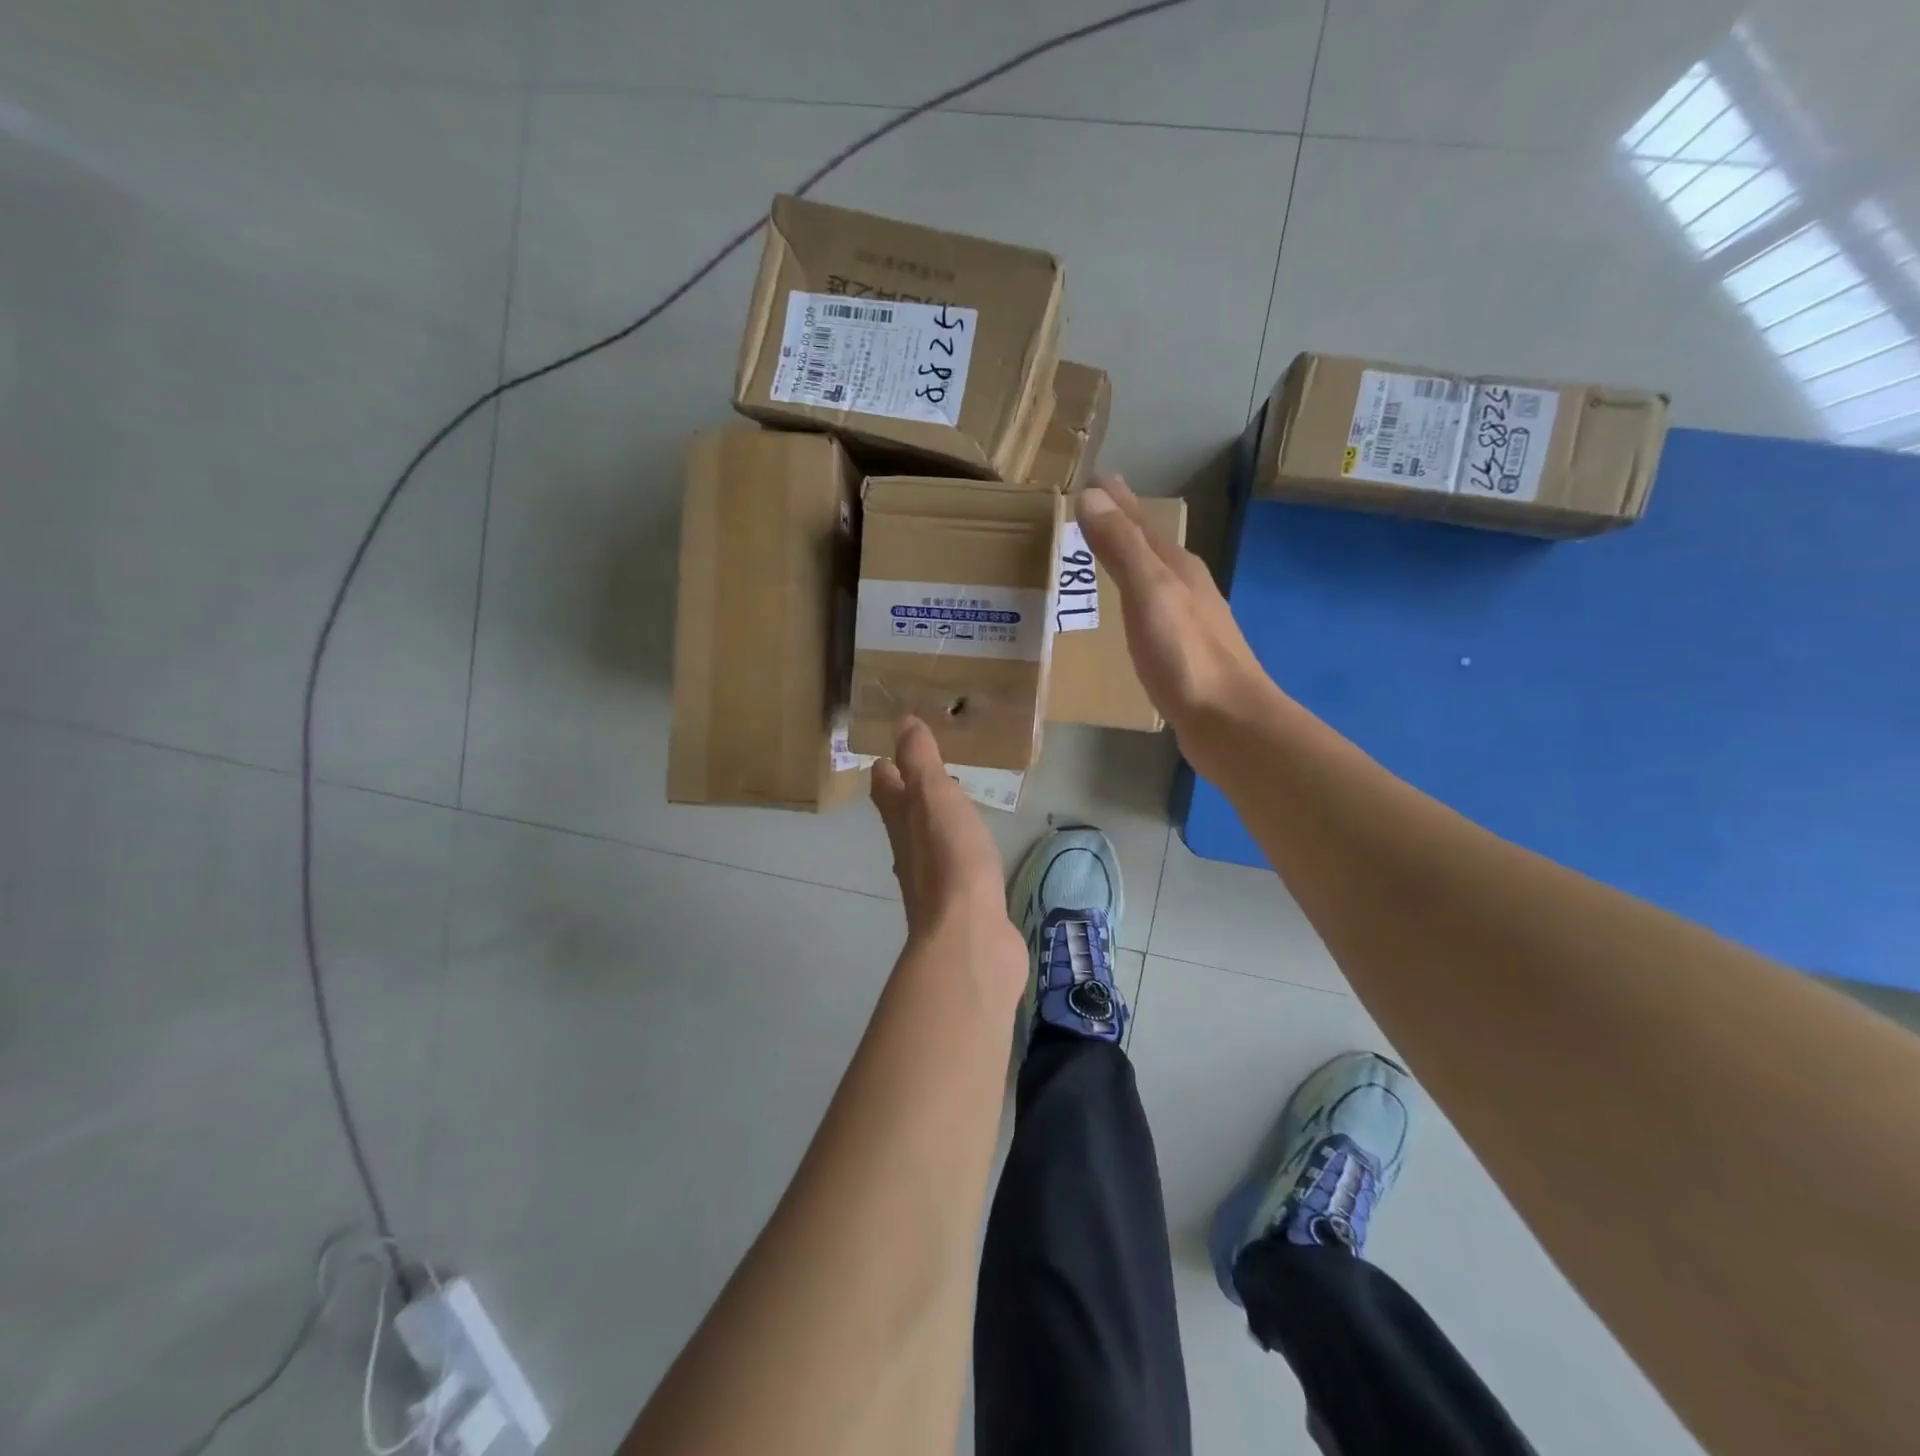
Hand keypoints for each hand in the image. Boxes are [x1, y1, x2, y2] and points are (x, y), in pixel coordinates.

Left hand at [872, 718, 1022, 973]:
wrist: (969, 937)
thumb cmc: (951, 859)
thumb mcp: (934, 796)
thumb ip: (920, 760)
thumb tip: (902, 722)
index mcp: (900, 820)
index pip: (885, 784)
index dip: (887, 765)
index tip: (893, 747)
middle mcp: (909, 850)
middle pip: (902, 815)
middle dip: (909, 792)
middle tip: (927, 771)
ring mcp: (933, 880)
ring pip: (928, 841)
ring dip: (935, 822)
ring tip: (953, 805)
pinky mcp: (959, 903)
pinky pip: (956, 867)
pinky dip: (960, 851)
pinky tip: (976, 852)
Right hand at [1077, 473, 1277, 745]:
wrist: (1228, 721)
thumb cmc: (1185, 658)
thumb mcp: (1149, 594)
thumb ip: (1122, 548)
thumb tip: (1093, 495)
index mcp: (1178, 568)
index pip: (1139, 523)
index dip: (1116, 500)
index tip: (1094, 477)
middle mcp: (1188, 587)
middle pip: (1150, 545)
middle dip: (1123, 525)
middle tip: (1094, 508)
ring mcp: (1191, 621)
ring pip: (1154, 577)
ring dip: (1130, 561)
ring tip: (1106, 554)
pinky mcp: (1186, 653)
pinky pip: (1153, 610)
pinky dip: (1136, 598)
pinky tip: (1131, 613)